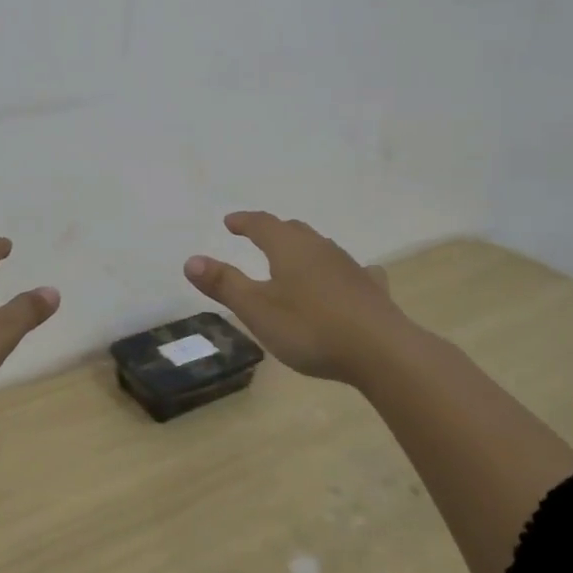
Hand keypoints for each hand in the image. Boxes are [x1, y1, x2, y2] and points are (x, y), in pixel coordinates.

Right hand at [184, 211, 419, 386]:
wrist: (381, 351)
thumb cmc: (310, 328)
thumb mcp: (257, 309)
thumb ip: (224, 284)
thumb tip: (191, 259)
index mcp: (289, 248)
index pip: (262, 224)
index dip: (244, 221)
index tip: (230, 222)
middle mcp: (320, 248)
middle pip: (293, 230)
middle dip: (273, 230)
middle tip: (258, 235)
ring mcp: (349, 267)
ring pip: (321, 248)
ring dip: (303, 248)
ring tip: (293, 258)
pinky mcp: (371, 289)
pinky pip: (352, 271)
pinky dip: (338, 271)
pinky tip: (345, 280)